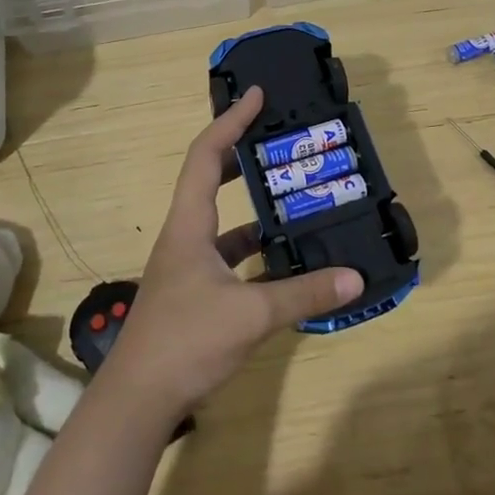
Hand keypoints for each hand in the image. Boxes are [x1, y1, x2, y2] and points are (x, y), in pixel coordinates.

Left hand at [102, 87, 362, 421]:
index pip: (206, 155)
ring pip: (222, 220)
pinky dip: (255, 250)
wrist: (137, 400)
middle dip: (242, 154)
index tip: (256, 95)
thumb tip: (356, 278)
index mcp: (189, 224)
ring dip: (253, 205)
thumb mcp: (252, 314)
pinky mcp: (194, 292)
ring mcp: (187, 266)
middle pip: (210, 178)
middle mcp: (185, 236)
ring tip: (292, 194)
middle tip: (279, 140)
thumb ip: (304, 294)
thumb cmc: (186, 340)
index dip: (231, 121)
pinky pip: (228, 256)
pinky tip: (284, 258)